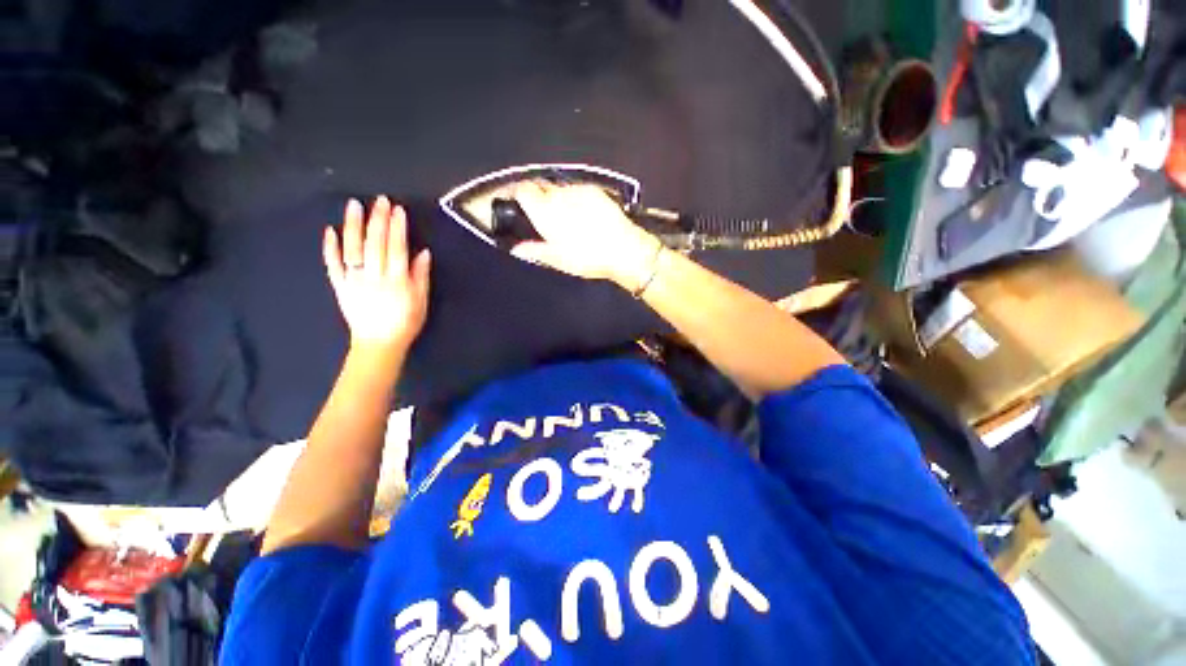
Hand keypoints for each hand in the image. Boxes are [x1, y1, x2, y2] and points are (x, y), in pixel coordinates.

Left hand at [323, 197, 430, 354]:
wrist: (379, 343)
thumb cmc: (406, 322)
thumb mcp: (421, 301)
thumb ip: (421, 276)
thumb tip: (423, 252)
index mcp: (397, 280)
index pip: (397, 248)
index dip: (398, 228)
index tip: (398, 209)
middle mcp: (374, 276)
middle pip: (375, 244)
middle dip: (378, 220)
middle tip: (380, 200)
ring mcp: (354, 280)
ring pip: (352, 249)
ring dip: (353, 226)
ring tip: (354, 205)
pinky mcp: (340, 286)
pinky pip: (333, 265)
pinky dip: (330, 248)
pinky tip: (330, 231)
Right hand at [509, 183, 660, 291]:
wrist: (623, 249)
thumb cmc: (587, 257)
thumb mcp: (557, 260)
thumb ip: (533, 251)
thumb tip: (516, 249)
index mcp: (544, 211)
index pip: (522, 190)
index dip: (515, 193)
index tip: (513, 201)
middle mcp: (559, 195)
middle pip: (539, 185)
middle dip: (535, 195)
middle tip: (538, 212)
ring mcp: (578, 190)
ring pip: (559, 188)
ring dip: (555, 197)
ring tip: (563, 216)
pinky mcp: (595, 191)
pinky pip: (577, 189)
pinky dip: (573, 198)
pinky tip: (581, 213)